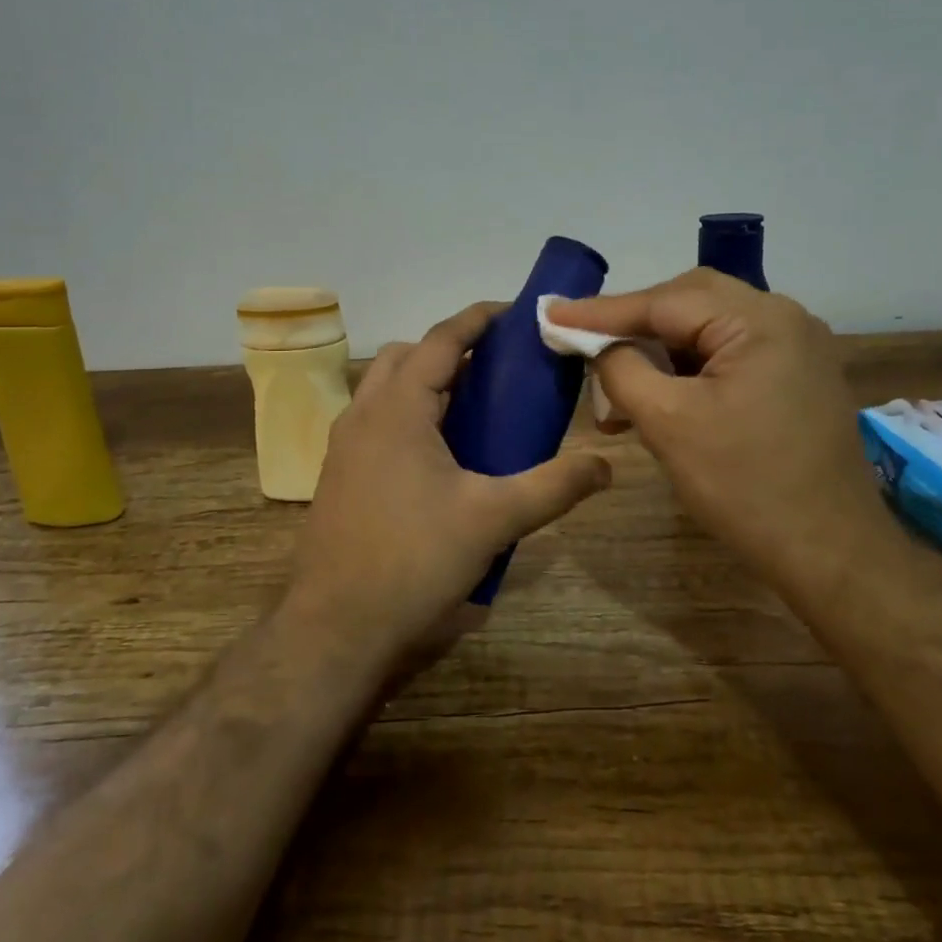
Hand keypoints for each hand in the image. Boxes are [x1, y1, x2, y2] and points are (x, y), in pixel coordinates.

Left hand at [285, 301, 612, 673]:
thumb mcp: (494, 519)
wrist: (336, 629)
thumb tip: (605, 465)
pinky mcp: (339, 476)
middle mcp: (363, 415)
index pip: (440, 340)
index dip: (477, 319)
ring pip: (385, 389)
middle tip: (495, 367)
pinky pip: (376, 421)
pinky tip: (440, 456)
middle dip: (449, 349)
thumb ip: (554, 486)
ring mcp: (344, 446)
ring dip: (425, 382)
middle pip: (406, 356)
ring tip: (472, 406)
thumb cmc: (414, 561)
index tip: (513, 312)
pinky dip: (408, 414)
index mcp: (397, 409)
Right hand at [549, 270, 884, 594]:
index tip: (551, 312)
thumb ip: (621, 368)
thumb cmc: (746, 487)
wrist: (831, 554)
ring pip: (707, 330)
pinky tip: (658, 399)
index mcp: (760, 321)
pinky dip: (688, 370)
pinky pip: (729, 355)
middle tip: (585, 342)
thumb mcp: (668, 423)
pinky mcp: (795, 377)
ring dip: (659, 352)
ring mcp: (796, 348)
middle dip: (634, 324)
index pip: (664, 301)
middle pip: (689, 303)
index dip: (602, 311)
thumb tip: (594, 343)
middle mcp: (784, 319)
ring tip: (616, 387)